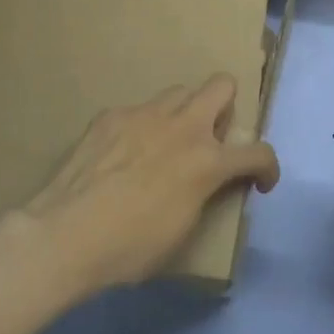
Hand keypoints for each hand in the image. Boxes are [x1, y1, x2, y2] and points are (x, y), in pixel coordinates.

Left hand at [0, 75, 279, 302]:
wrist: (65, 235)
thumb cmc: (130, 248)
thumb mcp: (182, 231)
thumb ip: (203, 195)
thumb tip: (204, 184)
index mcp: (207, 161)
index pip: (259, 152)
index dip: (268, 167)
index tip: (260, 181)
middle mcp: (183, 127)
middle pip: (222, 86)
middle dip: (227, 107)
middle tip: (211, 138)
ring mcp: (144, 114)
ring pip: (179, 92)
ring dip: (184, 114)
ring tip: (166, 143)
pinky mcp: (111, 115)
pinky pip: (137, 111)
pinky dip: (140, 129)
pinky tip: (121, 155)